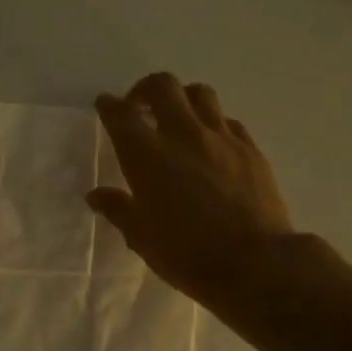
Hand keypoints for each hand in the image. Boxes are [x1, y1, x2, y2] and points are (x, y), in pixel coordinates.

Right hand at [89, 73, 294, 307]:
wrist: (254, 263)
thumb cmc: (187, 254)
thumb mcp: (142, 237)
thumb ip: (118, 209)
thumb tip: (97, 195)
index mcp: (147, 156)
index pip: (121, 116)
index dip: (109, 106)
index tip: (105, 105)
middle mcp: (183, 135)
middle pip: (163, 87)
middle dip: (145, 89)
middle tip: (139, 106)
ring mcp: (221, 138)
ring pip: (200, 94)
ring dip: (183, 98)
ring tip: (177, 117)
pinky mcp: (250, 149)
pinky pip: (228, 121)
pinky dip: (213, 123)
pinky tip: (210, 143)